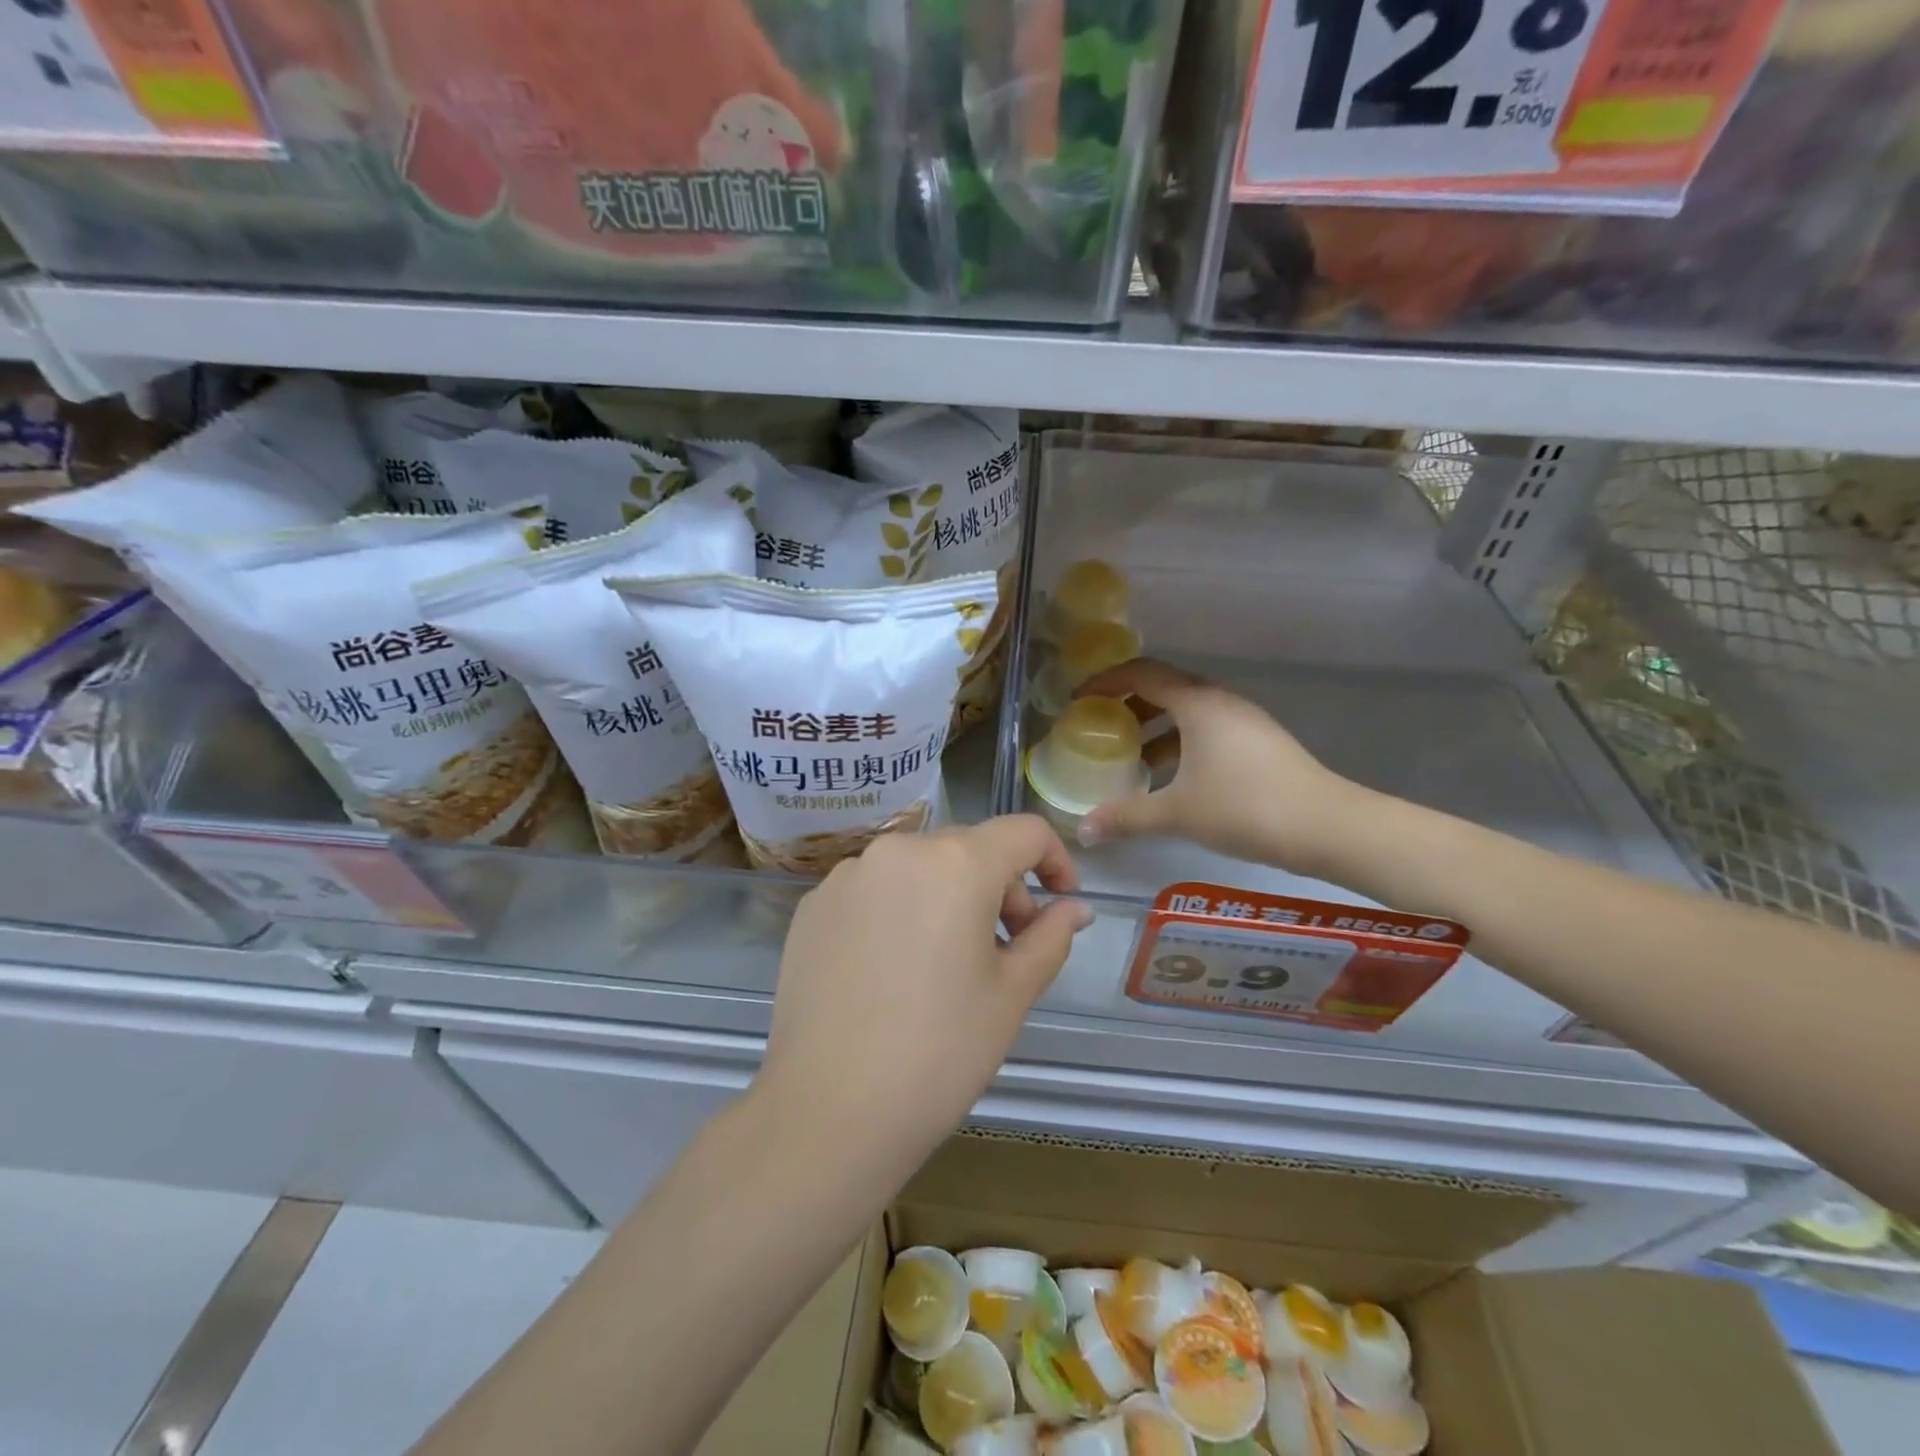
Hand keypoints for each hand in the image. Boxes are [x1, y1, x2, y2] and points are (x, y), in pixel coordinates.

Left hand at [754, 816, 1091, 1183]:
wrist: (828, 1111)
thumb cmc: (939, 1053)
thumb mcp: (1011, 995)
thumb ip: (1050, 937)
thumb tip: (1075, 908)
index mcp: (956, 863)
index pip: (1024, 832)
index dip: (1055, 861)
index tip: (1058, 905)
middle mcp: (899, 850)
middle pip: (969, 848)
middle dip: (1001, 886)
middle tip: (1007, 949)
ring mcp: (848, 875)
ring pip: (919, 867)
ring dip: (948, 897)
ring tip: (946, 963)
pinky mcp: (814, 904)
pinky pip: (875, 889)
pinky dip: (900, 910)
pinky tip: (893, 970)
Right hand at [1074, 658, 1364, 876]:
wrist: (1328, 827)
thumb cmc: (1245, 807)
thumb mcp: (1177, 813)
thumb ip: (1126, 817)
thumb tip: (1083, 830)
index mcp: (1198, 704)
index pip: (1142, 674)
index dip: (1106, 681)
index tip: (1079, 699)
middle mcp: (1220, 702)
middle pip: (1165, 688)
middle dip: (1127, 704)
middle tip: (1099, 726)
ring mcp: (1244, 722)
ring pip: (1188, 712)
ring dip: (1154, 727)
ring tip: (1129, 757)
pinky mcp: (1258, 744)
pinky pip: (1207, 731)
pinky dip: (1180, 743)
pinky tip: (1170, 777)